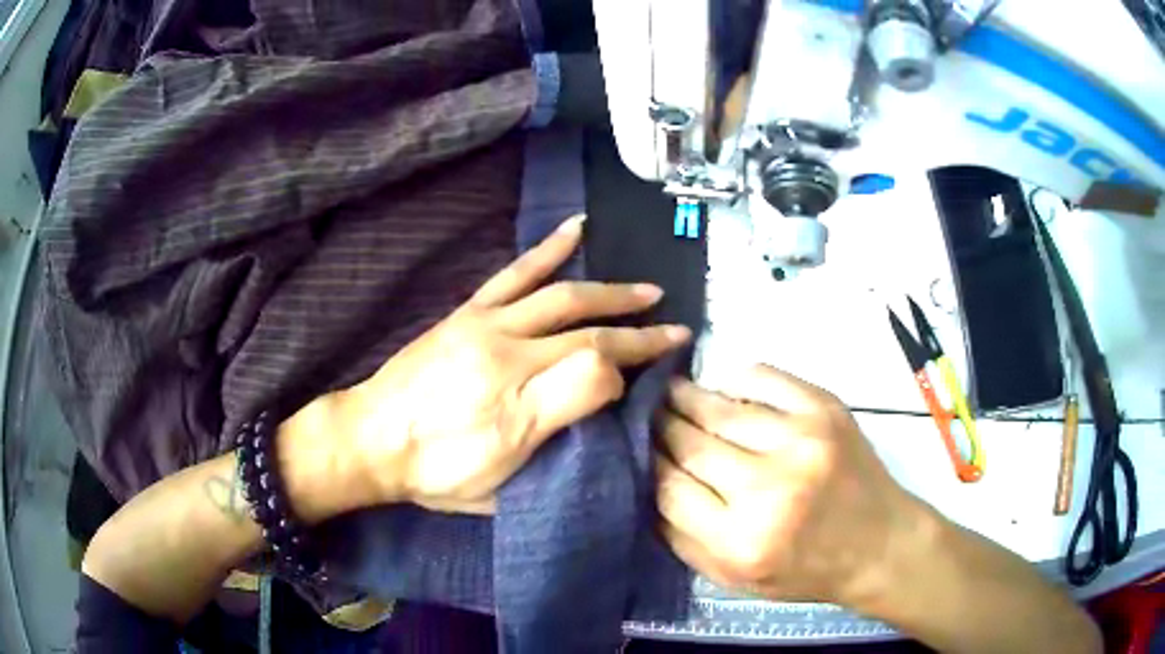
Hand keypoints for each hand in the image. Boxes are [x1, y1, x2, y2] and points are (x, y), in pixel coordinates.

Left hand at [342, 215, 690, 513]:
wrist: (371, 439)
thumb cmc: (437, 474)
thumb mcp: (499, 484)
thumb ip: (557, 429)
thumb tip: (607, 383)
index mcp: (519, 404)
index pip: (597, 372)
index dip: (630, 369)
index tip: (648, 375)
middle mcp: (507, 354)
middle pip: (588, 330)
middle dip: (638, 328)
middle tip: (676, 325)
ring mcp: (486, 325)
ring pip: (561, 295)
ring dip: (611, 290)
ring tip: (647, 288)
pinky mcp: (468, 312)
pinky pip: (514, 272)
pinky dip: (549, 248)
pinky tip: (577, 228)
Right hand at [654, 365, 915, 605]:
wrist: (878, 544)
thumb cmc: (804, 570)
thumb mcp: (732, 579)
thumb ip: (680, 538)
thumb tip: (644, 482)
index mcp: (739, 541)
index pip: (666, 487)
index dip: (644, 461)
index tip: (634, 447)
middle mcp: (768, 488)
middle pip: (689, 443)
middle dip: (659, 425)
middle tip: (645, 413)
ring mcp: (800, 441)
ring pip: (720, 407)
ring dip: (687, 397)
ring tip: (671, 392)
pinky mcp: (824, 409)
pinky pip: (763, 377)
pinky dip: (734, 378)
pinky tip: (722, 386)